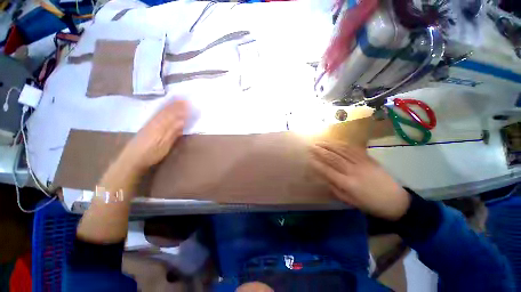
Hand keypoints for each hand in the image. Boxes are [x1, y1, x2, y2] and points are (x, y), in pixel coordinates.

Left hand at [121, 100, 188, 170]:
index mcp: (160, 126)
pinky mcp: (148, 126)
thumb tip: (182, 121)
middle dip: (176, 105)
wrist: (132, 158)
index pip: (173, 114)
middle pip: (167, 111)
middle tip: (184, 98)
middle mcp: (156, 122)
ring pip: (162, 112)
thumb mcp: (164, 144)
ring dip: (170, 105)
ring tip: (177, 100)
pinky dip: (163, 110)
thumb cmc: (151, 153)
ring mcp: (151, 124)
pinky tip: (165, 108)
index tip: (188, 102)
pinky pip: (157, 115)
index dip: (180, 108)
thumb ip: (173, 132)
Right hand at [309, 141, 409, 220]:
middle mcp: (353, 171)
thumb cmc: (370, 204)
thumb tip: (324, 179)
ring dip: (329, 145)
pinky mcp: (368, 159)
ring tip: (320, 142)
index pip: (327, 171)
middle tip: (311, 146)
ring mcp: (361, 163)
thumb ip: (335, 189)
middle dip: (320, 151)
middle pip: (333, 158)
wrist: (395, 201)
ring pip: (342, 151)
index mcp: (347, 183)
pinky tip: (335, 142)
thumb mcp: (350, 201)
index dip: (317, 164)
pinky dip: (342, 145)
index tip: (308, 159)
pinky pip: (353, 149)